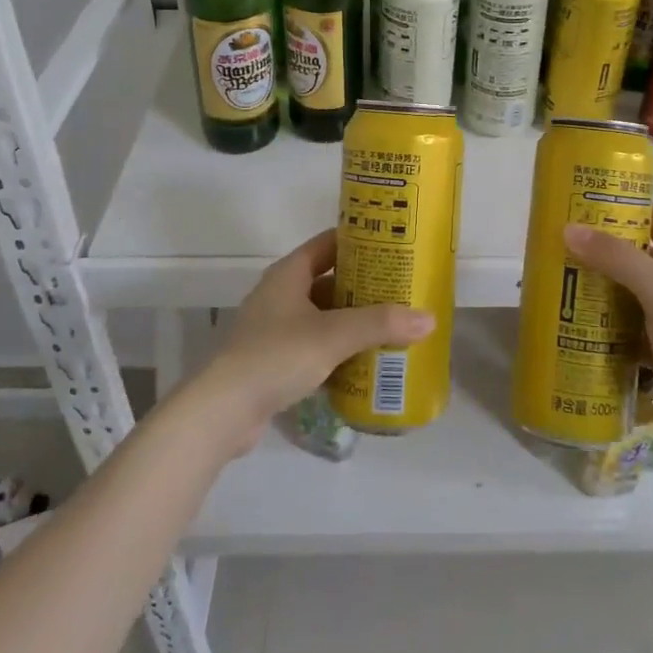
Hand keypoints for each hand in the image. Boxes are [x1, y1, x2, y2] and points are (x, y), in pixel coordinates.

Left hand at [194, 229, 433, 453]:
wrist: (223, 411)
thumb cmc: (277, 356)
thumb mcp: (333, 335)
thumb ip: (380, 324)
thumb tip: (429, 318)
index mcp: (289, 273)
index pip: (329, 243)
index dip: (360, 241)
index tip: (394, 245)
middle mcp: (281, 294)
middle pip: (329, 281)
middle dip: (364, 287)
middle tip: (402, 291)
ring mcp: (275, 328)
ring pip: (323, 316)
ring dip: (353, 321)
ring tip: (392, 327)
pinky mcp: (274, 360)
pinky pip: (315, 346)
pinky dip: (338, 350)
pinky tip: (365, 363)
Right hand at [563, 203, 652, 445]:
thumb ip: (617, 258)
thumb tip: (569, 229)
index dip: (621, 209)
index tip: (581, 208)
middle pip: (637, 253)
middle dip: (601, 249)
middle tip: (560, 247)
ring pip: (629, 289)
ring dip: (599, 285)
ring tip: (559, 281)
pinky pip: (628, 322)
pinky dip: (605, 319)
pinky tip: (577, 320)